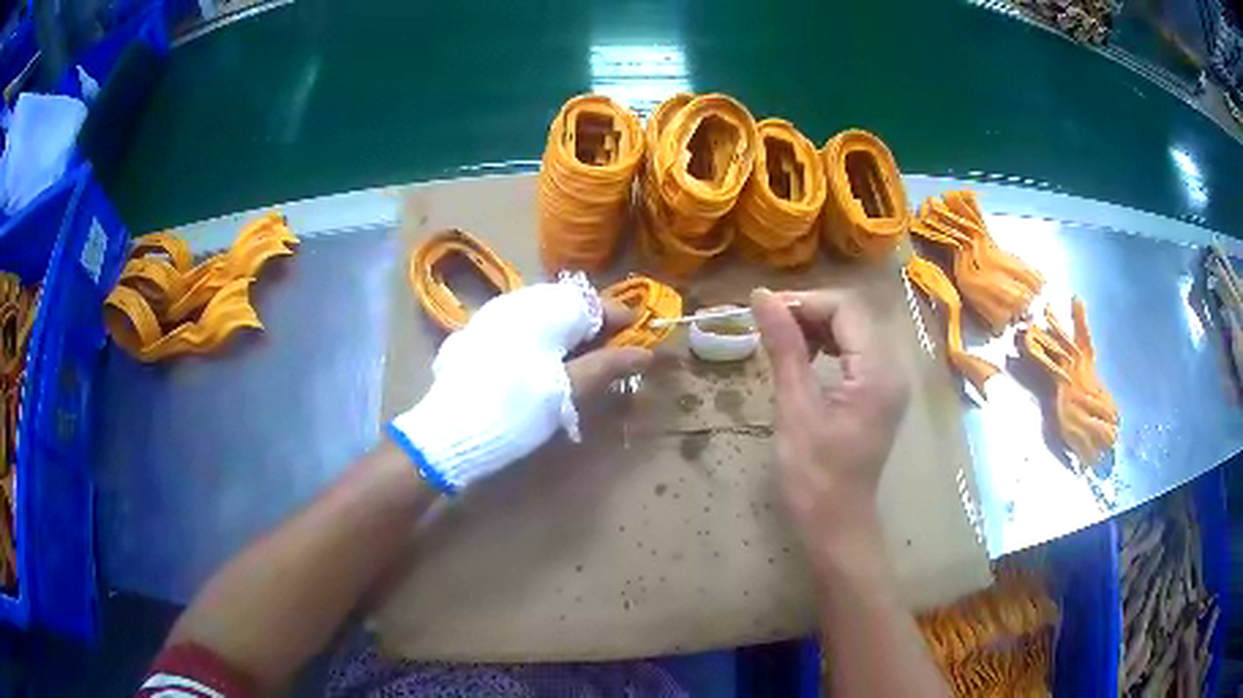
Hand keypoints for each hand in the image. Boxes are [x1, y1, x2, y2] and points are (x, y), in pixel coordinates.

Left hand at [391, 281, 652, 493]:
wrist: (449, 432)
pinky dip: (541, 339)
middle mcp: (516, 301)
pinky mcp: (477, 335)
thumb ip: (607, 365)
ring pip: (542, 315)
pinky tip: (541, 365)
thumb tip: (646, 353)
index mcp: (542, 308)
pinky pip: (520, 326)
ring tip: (579, 364)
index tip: (639, 339)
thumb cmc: (515, 409)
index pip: (592, 301)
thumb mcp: (567, 390)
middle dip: (593, 327)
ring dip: (566, 334)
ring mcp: (492, 316)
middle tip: (610, 357)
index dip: (619, 318)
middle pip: (567, 305)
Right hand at [750, 289, 908, 550]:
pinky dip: (831, 345)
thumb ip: (784, 348)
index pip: (847, 309)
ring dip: (819, 326)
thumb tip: (761, 297)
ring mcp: (892, 381)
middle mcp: (894, 369)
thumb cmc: (814, 476)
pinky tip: (807, 355)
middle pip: (855, 315)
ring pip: (856, 329)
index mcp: (878, 373)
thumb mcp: (795, 409)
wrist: (837, 523)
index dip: (804, 302)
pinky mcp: (883, 392)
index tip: (764, 310)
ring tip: (783, 338)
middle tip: (769, 324)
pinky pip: (859, 351)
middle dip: (810, 311)